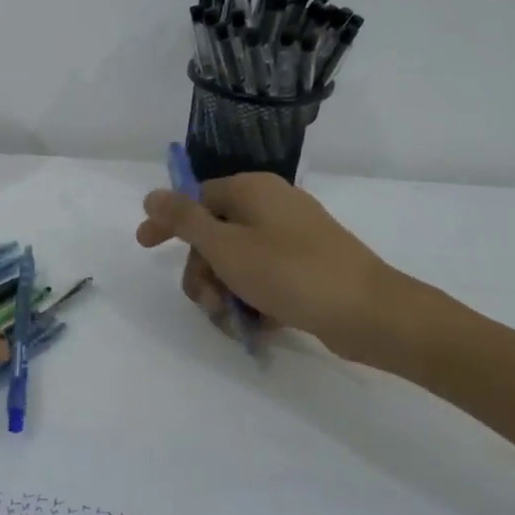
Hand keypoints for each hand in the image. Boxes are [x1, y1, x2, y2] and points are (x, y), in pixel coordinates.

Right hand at [135, 174, 408, 364]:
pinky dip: (254, 299)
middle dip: (203, 273)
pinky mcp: (308, 266)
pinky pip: (264, 278)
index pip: (195, 199)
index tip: (145, 247)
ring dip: (225, 292)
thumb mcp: (225, 247)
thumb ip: (184, 220)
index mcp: (252, 190)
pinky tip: (259, 324)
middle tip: (208, 302)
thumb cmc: (290, 273)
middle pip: (214, 236)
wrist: (370, 312)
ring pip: (237, 262)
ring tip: (235, 321)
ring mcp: (293, 237)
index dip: (168, 224)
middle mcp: (271, 206)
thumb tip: (152, 194)